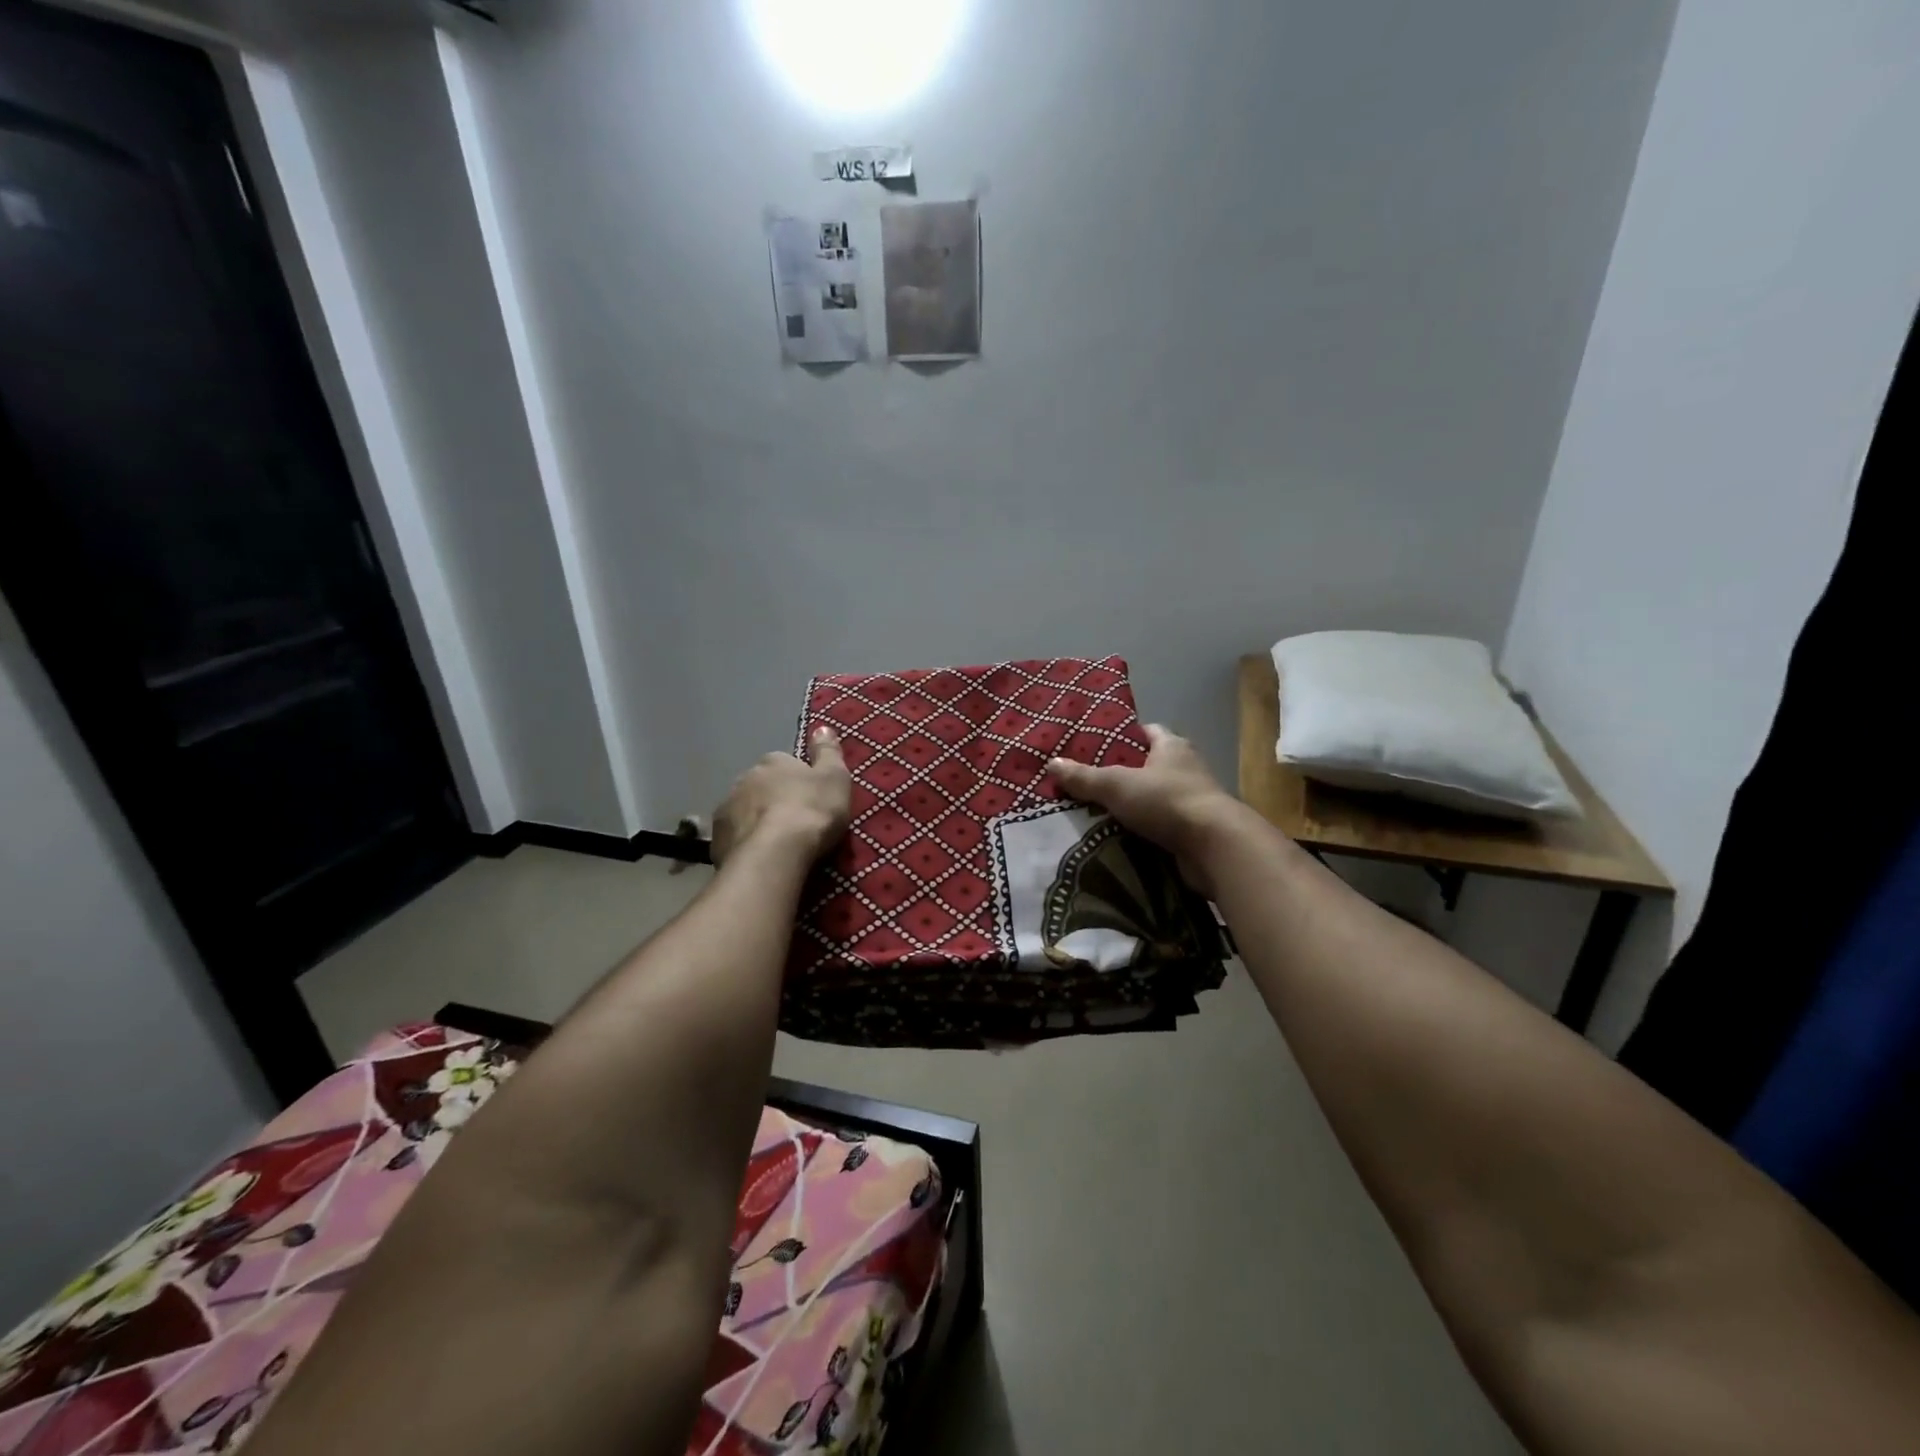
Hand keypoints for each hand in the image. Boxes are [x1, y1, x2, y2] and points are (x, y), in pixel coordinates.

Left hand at [711, 728, 851, 867]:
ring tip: (776, 843)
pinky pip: (734, 836)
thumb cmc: (811, 811)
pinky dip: (744, 843)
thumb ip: (828, 752)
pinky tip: (759, 856)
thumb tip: (822, 727)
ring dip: (756, 821)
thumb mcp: (834, 778)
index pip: (784, 763)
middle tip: (794, 822)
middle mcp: (744, 778)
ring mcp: (726, 808)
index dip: (797, 780)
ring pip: (744, 810)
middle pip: (761, 786)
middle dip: (772, 799)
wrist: (775, 854)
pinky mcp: (716, 838)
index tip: (809, 798)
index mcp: (773, 761)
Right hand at [1048, 725, 1243, 897]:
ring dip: (1134, 805)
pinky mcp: (1195, 831)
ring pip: (1156, 797)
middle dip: (1124, 773)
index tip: (1098, 745)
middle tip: (1089, 782)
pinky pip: (1162, 825)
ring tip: (1098, 812)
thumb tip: (1052, 763)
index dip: (1124, 736)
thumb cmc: (1166, 801)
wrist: (1215, 847)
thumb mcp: (1116, 784)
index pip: (1147, 731)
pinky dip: (1144, 830)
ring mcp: (1194, 801)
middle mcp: (1187, 769)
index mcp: (1172, 746)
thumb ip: (1084, 777)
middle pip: (1150, 765)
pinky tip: (1120, 837)